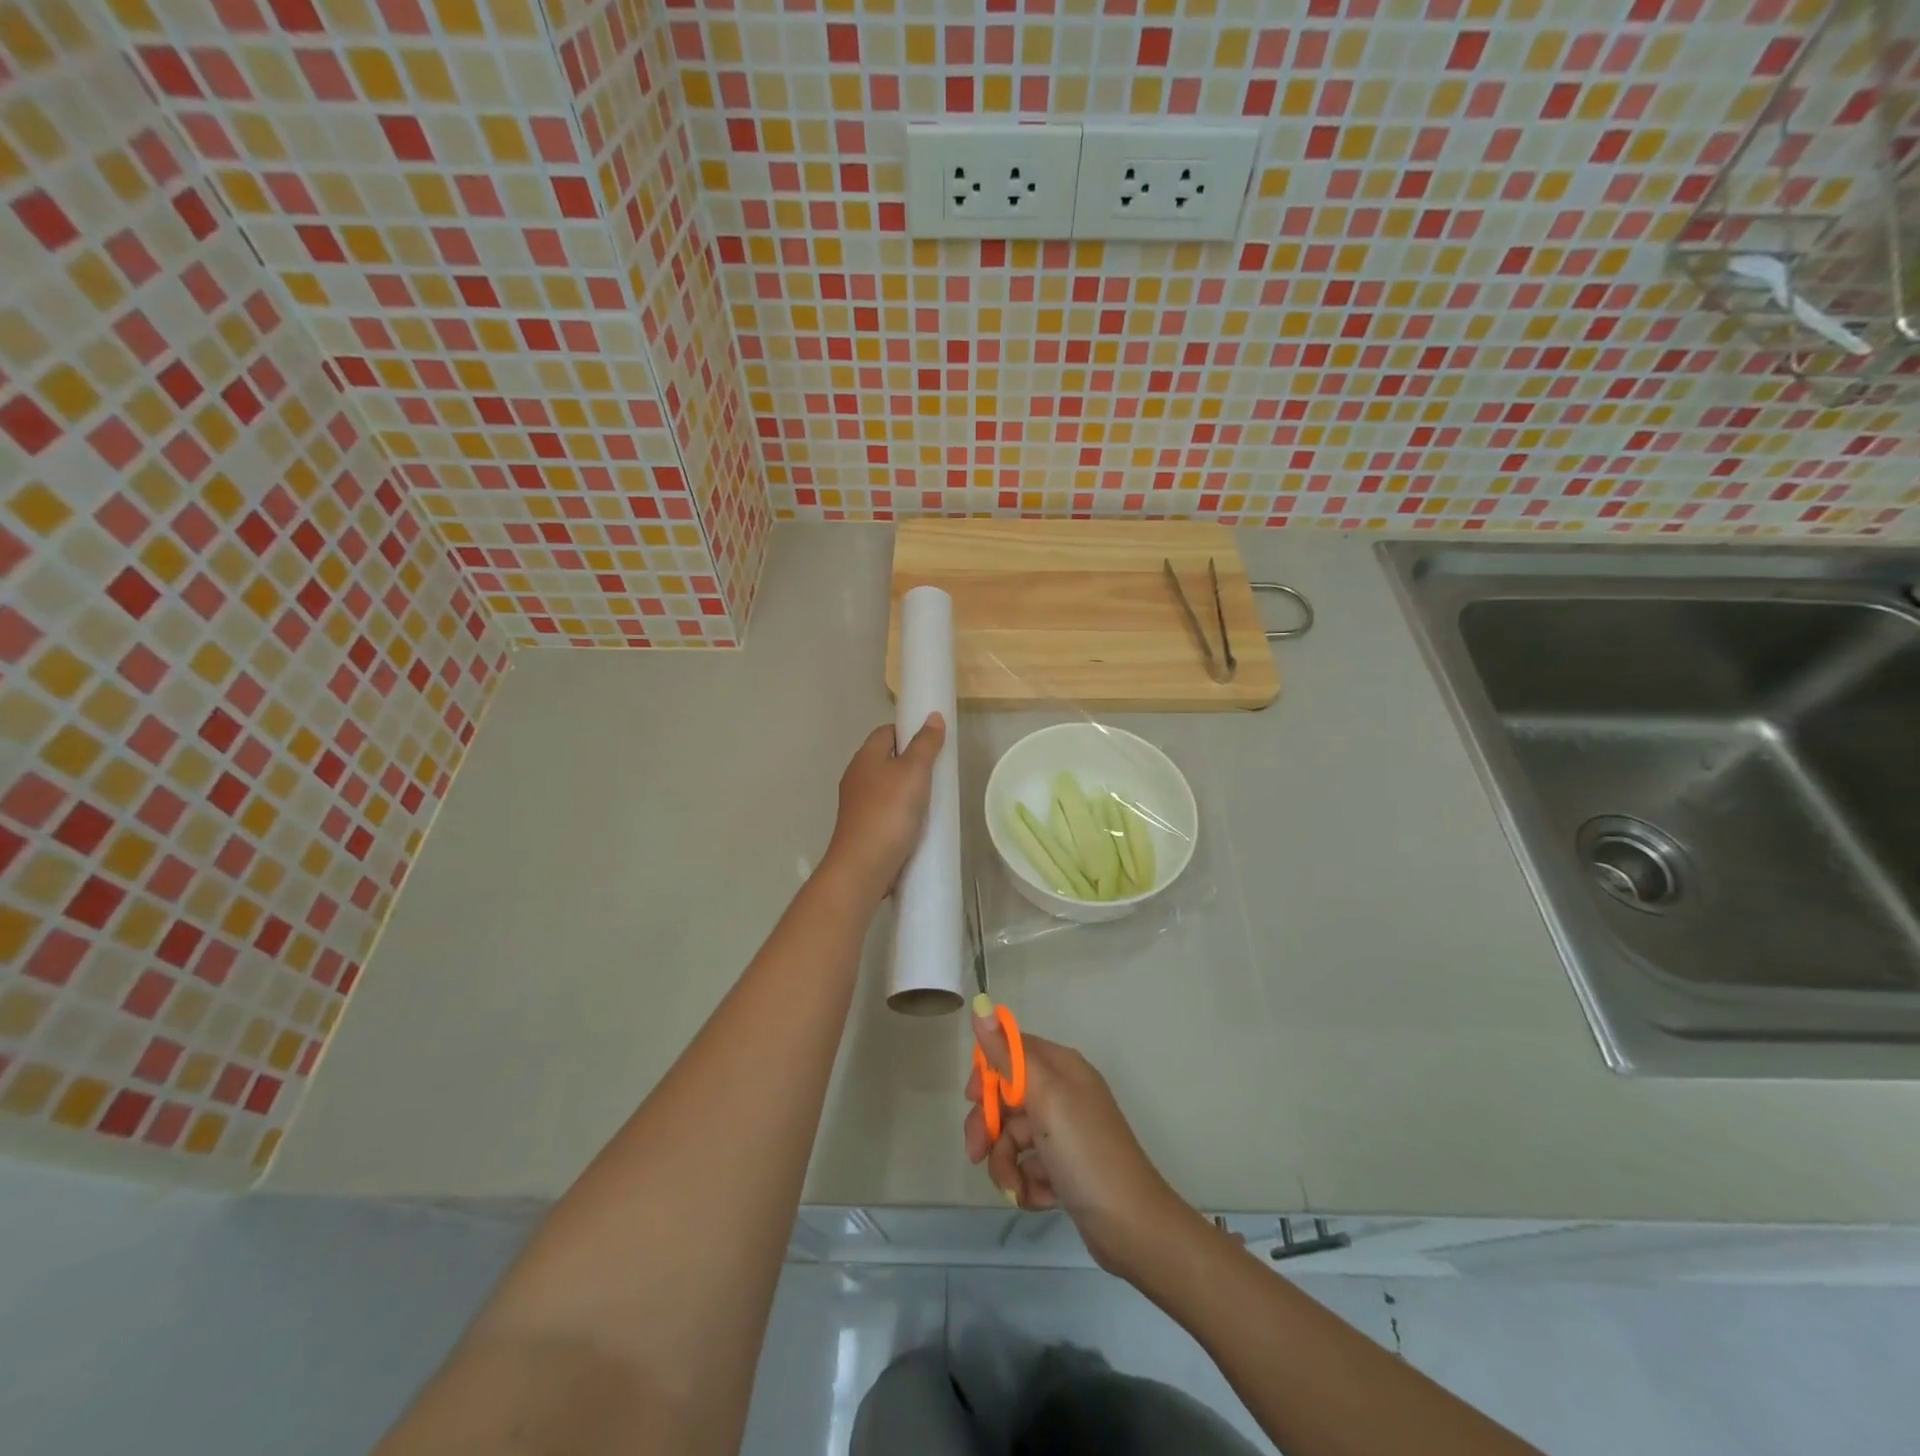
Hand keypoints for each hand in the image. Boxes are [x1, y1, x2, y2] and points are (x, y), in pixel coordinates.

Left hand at [821, 714, 945, 902]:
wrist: (864, 866)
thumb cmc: (889, 812)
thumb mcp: (914, 772)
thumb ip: (925, 744)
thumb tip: (932, 716)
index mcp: (865, 758)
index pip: (886, 731)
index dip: (909, 731)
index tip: (933, 742)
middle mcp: (857, 777)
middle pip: (886, 759)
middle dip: (911, 762)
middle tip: (939, 771)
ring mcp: (858, 805)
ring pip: (887, 787)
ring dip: (908, 789)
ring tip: (934, 798)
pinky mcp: (863, 828)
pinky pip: (886, 810)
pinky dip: (902, 812)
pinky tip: (919, 823)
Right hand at [964, 1009, 1189, 1278]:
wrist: (1132, 1227)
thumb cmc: (1086, 1152)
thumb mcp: (1045, 1097)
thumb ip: (1008, 1054)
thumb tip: (981, 1003)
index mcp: (1061, 1068)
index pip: (1011, 1050)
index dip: (987, 1072)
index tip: (972, 1098)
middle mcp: (1063, 1093)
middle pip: (1007, 1097)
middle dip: (989, 1127)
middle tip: (976, 1153)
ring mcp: (1065, 1132)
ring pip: (1013, 1137)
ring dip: (1006, 1165)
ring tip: (1017, 1189)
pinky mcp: (1065, 1168)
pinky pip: (1030, 1166)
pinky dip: (1027, 1183)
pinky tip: (1039, 1199)